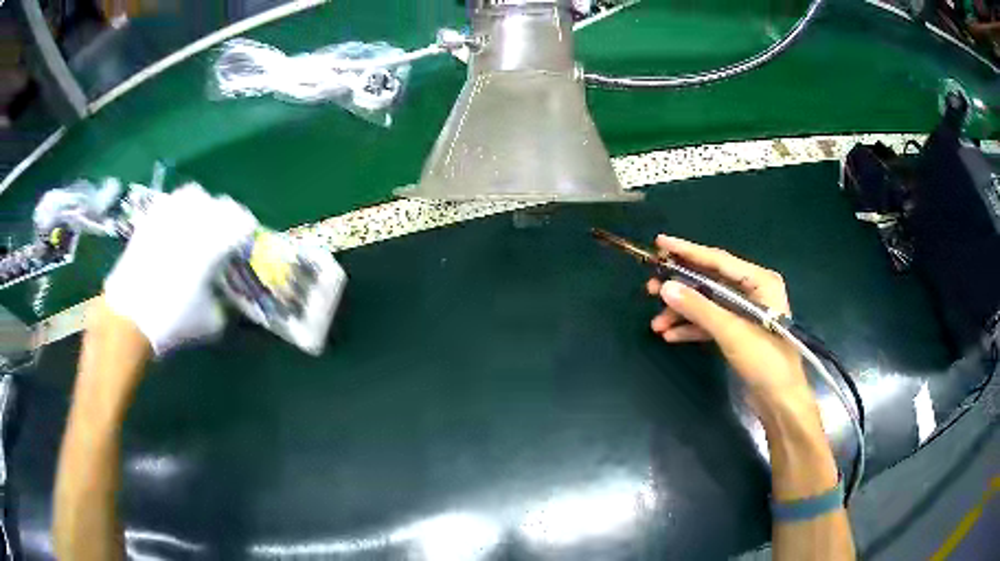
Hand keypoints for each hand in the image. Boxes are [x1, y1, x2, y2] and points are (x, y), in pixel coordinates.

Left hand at [104, 184, 257, 353]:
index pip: (241, 221)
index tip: (245, 244)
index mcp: (214, 241)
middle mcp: (194, 220)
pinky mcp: (150, 219)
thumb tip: (224, 297)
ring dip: (202, 206)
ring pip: (194, 195)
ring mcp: (170, 215)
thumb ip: (223, 304)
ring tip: (199, 224)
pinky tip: (175, 228)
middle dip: (227, 217)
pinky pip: (169, 203)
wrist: (129, 317)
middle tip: (225, 235)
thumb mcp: (210, 322)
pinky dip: (177, 210)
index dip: (246, 231)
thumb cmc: (173, 320)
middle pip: (221, 204)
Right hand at [646, 235, 810, 405]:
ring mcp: (744, 312)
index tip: (659, 243)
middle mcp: (752, 291)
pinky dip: (692, 328)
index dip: (687, 251)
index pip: (718, 261)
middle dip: (681, 287)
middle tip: (650, 288)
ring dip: (683, 313)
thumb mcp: (731, 332)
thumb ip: (699, 308)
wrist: (779, 400)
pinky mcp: (738, 332)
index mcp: (759, 281)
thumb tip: (665, 286)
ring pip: (707, 304)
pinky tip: (671, 336)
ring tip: (657, 323)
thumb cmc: (765, 360)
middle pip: (710, 281)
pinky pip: (711, 322)